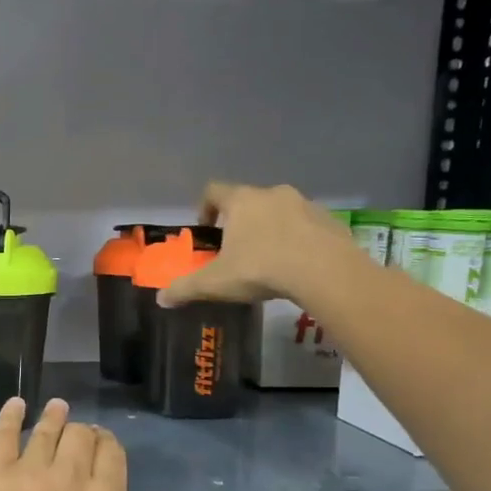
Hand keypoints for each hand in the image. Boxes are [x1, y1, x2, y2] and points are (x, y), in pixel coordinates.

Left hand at [0, 399, 211, 490]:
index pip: (112, 454)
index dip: (107, 445)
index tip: (101, 445)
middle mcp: (70, 477)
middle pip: (80, 436)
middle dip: (82, 432)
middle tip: (76, 434)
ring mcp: (28, 471)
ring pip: (46, 430)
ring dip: (54, 416)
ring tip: (56, 407)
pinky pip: (4, 433)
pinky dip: (11, 415)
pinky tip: (16, 404)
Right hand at [156, 182, 354, 306]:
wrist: (326, 272)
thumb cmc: (262, 268)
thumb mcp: (215, 283)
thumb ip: (185, 288)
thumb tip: (161, 299)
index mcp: (241, 201)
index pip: (214, 191)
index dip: (205, 207)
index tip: (207, 228)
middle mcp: (272, 194)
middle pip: (248, 200)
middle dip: (239, 221)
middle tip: (236, 249)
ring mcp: (305, 204)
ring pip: (279, 211)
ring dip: (270, 228)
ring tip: (268, 258)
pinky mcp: (329, 220)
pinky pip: (305, 225)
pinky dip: (297, 238)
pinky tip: (296, 264)